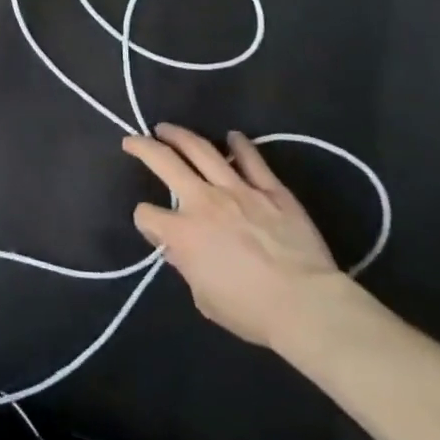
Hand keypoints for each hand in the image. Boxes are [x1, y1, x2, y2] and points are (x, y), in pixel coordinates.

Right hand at [126, 124, 348, 348]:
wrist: (307, 305)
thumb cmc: (251, 311)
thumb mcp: (204, 298)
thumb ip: (187, 267)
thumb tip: (181, 250)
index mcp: (182, 233)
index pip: (147, 215)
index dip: (146, 220)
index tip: (152, 226)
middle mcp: (203, 201)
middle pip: (164, 162)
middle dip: (143, 147)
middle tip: (133, 140)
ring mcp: (238, 190)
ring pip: (202, 150)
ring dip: (180, 135)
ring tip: (166, 128)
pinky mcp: (271, 190)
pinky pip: (252, 160)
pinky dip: (240, 145)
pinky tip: (232, 137)